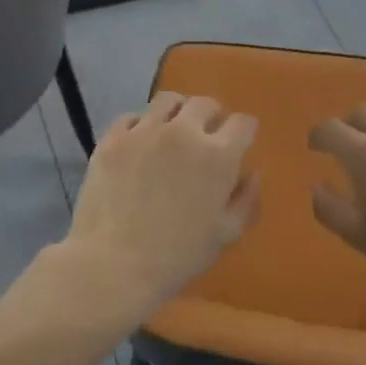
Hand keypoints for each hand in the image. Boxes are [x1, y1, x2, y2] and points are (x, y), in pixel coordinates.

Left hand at [60, 91, 260, 324]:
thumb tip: (252, 173)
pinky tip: (139, 145)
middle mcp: (183, 132)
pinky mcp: (113, 137)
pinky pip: (131, 116)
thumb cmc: (177, 256)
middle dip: (212, 117)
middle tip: (205, 138)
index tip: (238, 144)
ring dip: (177, 112)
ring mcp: (144, 131)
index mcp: (218, 156)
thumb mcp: (225, 235)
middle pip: (205, 104)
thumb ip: (246, 199)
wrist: (113, 264)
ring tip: (172, 132)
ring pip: (168, 100)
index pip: (242, 123)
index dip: (243, 133)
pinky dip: (141, 125)